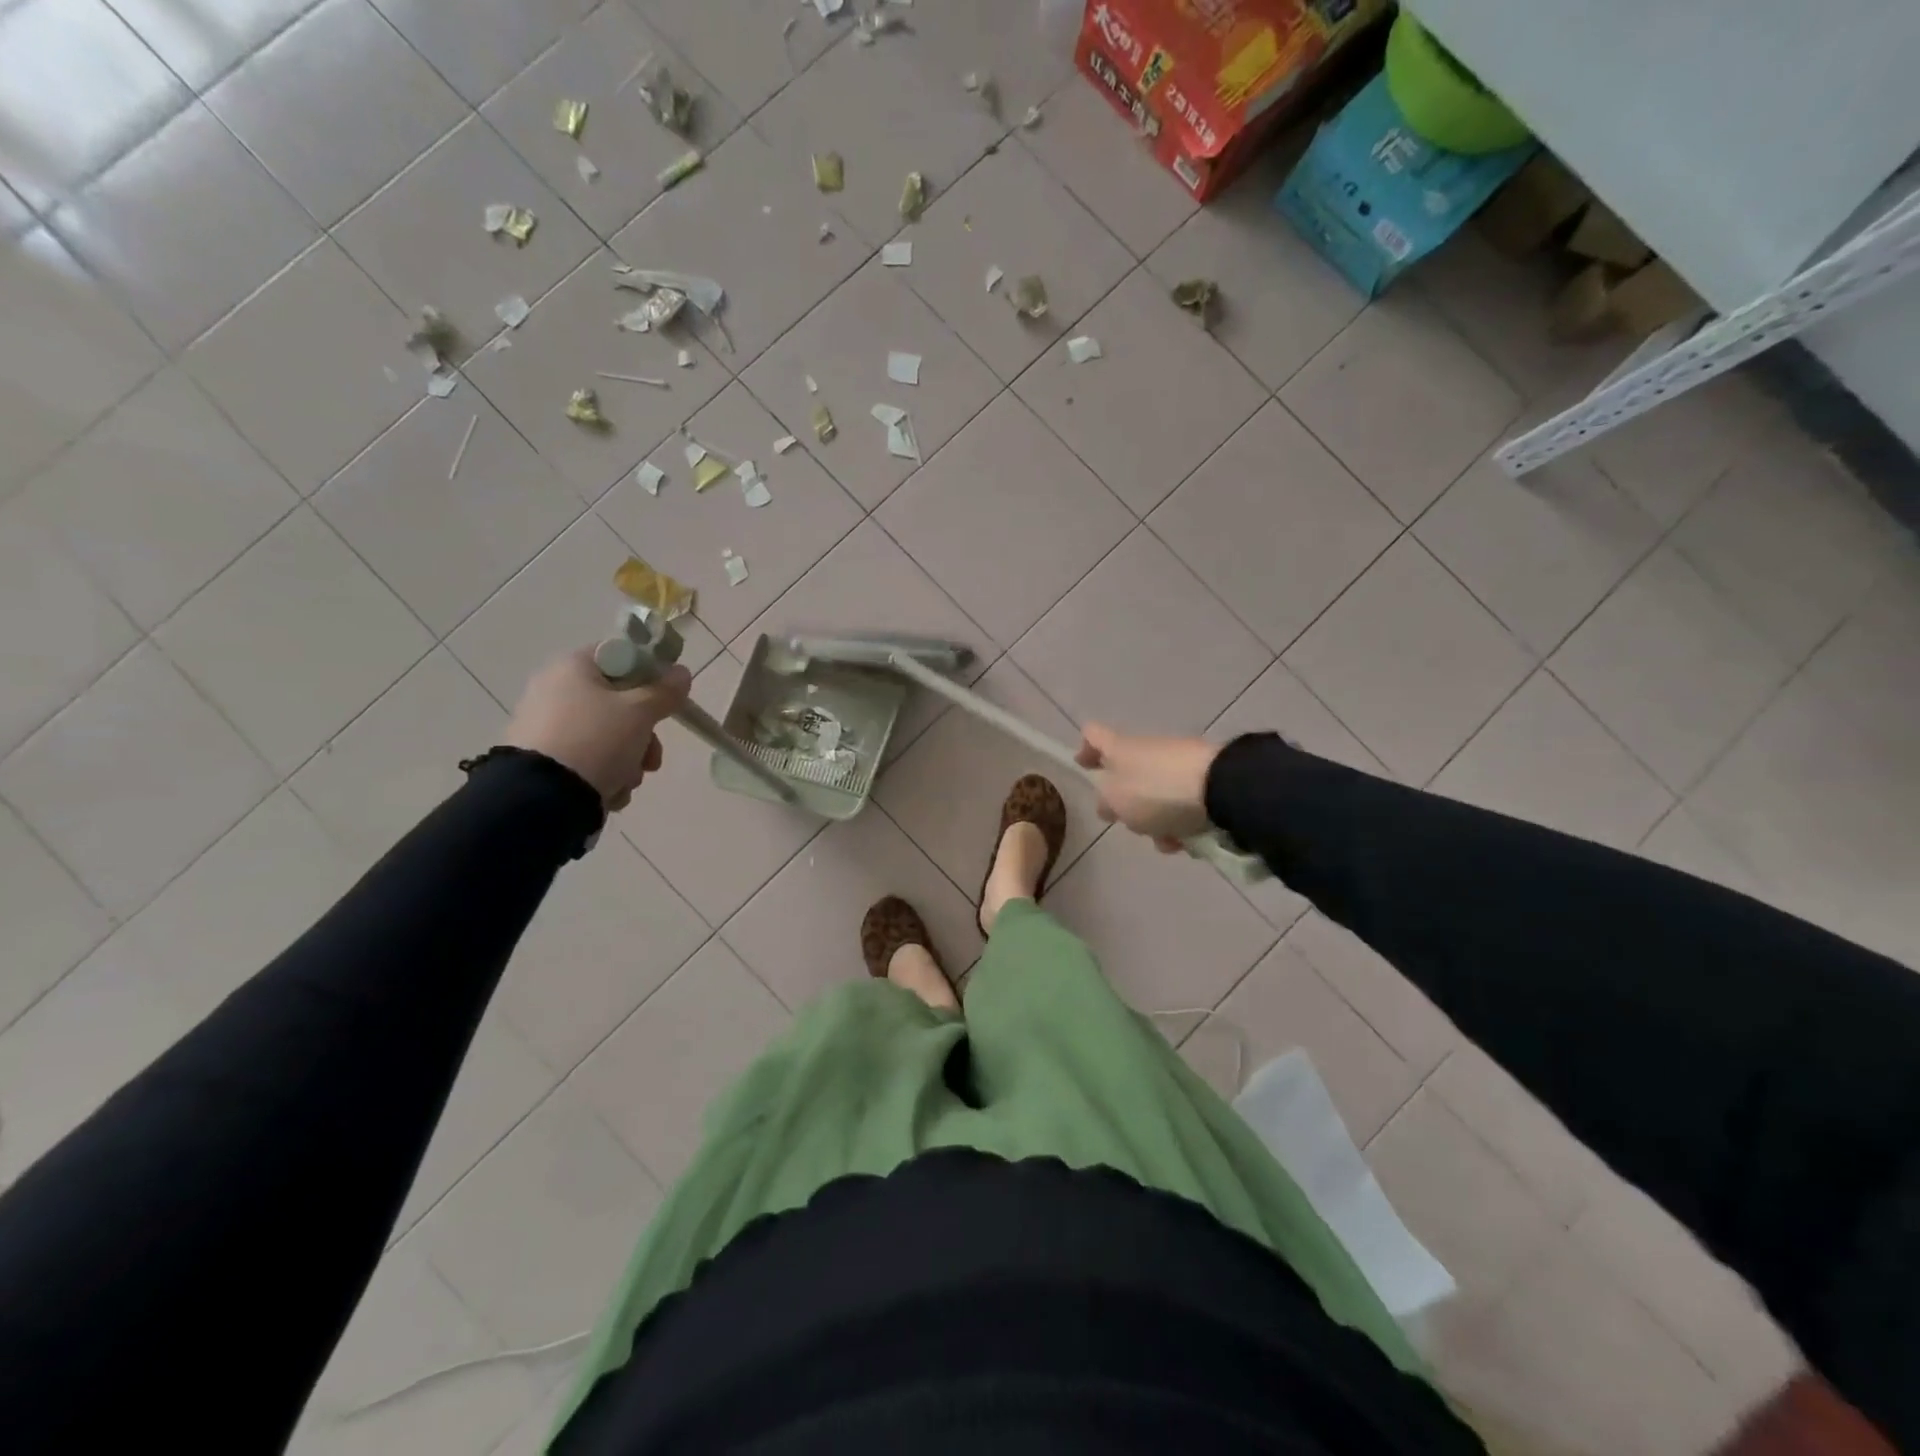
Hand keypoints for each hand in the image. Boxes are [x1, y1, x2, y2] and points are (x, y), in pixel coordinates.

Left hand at [502, 648, 691, 809]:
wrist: (543, 797)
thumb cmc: (597, 740)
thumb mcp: (640, 713)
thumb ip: (665, 691)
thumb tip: (682, 673)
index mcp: (572, 667)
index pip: (620, 657)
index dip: (649, 674)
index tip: (666, 699)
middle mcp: (554, 691)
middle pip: (618, 703)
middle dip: (644, 734)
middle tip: (652, 756)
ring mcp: (547, 727)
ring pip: (608, 736)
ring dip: (629, 760)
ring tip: (628, 780)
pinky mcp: (544, 760)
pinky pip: (588, 759)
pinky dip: (604, 774)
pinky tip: (608, 791)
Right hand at [1075, 726, 1219, 852]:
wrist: (1221, 787)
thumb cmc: (1157, 792)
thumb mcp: (1116, 800)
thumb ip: (1105, 802)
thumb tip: (1107, 803)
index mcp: (1120, 748)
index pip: (1094, 735)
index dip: (1085, 748)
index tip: (1083, 766)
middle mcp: (1147, 750)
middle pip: (1127, 775)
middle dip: (1128, 806)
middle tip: (1131, 824)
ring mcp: (1178, 763)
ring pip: (1156, 796)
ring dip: (1157, 822)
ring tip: (1169, 841)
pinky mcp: (1205, 779)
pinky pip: (1182, 804)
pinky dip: (1181, 823)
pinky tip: (1189, 841)